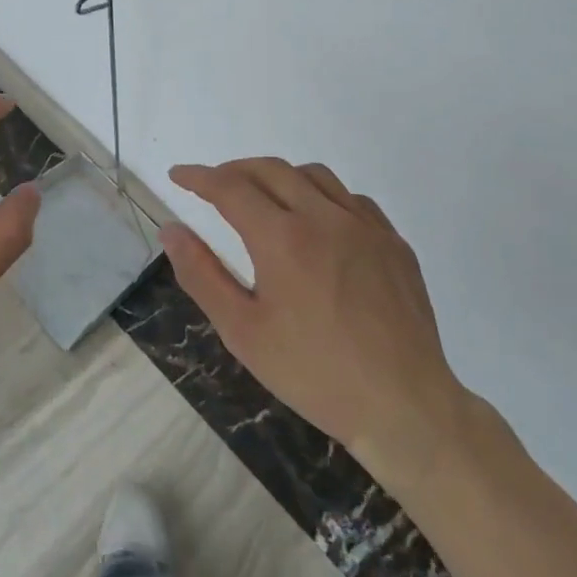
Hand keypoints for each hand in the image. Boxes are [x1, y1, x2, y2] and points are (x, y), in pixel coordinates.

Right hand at [162, 158, 471, 493]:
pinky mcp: (393, 242)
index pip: (229, 187)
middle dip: (233, 170)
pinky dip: (322, 195)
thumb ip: (201, 274)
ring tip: (262, 198)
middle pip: (269, 169)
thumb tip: (171, 229)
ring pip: (313, 174)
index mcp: (282, 238)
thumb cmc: (314, 374)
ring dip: (278, 176)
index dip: (198, 177)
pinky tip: (317, 221)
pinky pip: (350, 198)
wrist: (405, 408)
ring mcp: (365, 226)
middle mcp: (324, 217)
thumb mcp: (242, 332)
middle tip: (213, 186)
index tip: (178, 175)